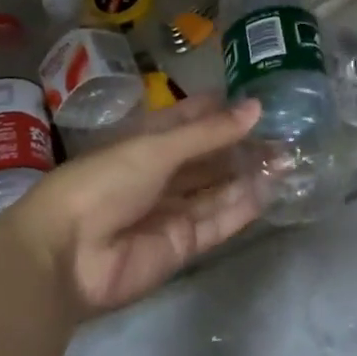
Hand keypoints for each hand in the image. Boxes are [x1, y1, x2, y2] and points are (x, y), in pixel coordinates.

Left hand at [7, 96, 263, 316]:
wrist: (66, 255)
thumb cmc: (105, 182)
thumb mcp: (157, 148)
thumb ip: (209, 133)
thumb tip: (256, 108)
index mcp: (147, 142)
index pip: (191, 120)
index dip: (221, 111)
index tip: (260, 101)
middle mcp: (162, 174)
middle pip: (210, 157)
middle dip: (244, 146)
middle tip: (288, 134)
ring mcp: (172, 211)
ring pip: (218, 189)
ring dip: (250, 175)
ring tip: (290, 159)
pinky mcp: (182, 246)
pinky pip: (218, 222)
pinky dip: (243, 207)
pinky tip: (271, 191)